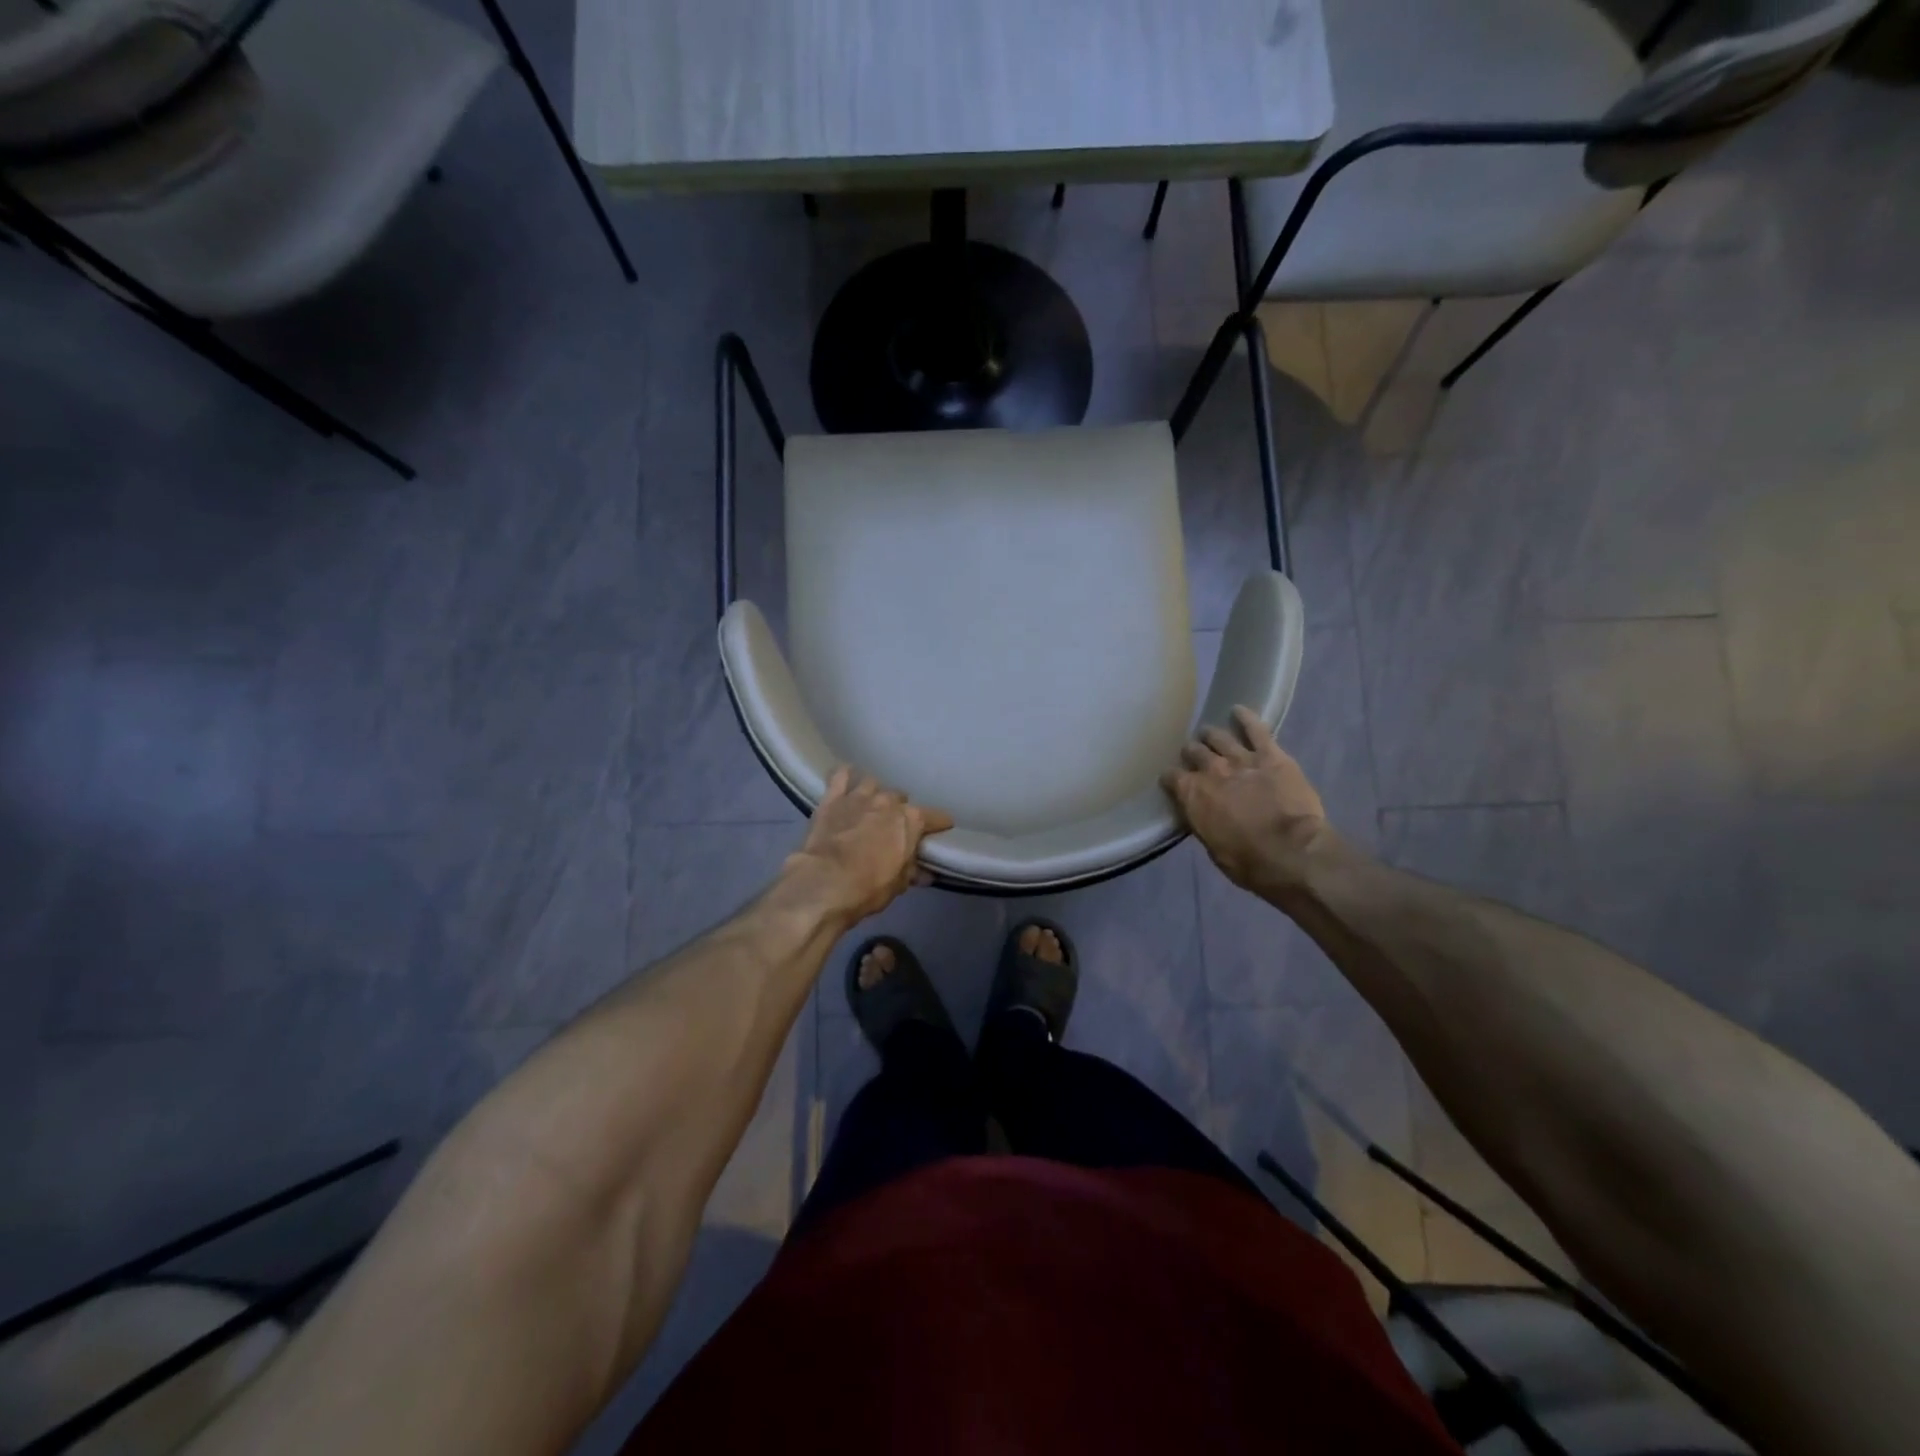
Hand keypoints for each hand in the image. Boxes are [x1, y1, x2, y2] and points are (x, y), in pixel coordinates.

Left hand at [783, 768, 954, 923]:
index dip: (940, 824)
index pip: (936, 817)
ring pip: (872, 783)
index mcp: (910, 820)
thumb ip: (912, 871)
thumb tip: (925, 873)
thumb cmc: (869, 887)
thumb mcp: (899, 884)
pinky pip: (840, 775)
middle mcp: (888, 801)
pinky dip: (844, 776)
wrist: (825, 883)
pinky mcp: (832, 798)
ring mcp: (859, 796)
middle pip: (901, 798)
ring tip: (870, 806)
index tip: (942, 829)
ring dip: (874, 794)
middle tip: (894, 826)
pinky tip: (845, 780)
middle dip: (900, 810)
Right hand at [1161, 706, 1331, 898]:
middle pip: (1193, 752)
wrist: (1291, 852)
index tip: (1172, 780)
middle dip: (1192, 753)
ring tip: (1210, 734)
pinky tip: (1238, 709)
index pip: (1171, 777)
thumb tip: (1201, 813)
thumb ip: (1203, 821)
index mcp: (1192, 795)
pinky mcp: (1271, 755)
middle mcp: (1211, 770)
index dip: (1171, 778)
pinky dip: (1246, 717)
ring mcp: (1241, 759)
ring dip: (1212, 736)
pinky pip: (1256, 729)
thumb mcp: (1213, 846)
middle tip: (1194, 756)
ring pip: (1219, 738)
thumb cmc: (1248, 861)